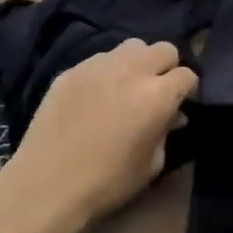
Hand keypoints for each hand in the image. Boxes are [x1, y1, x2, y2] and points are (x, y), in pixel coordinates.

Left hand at [0, 39, 197, 232]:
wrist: (45, 186)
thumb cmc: (107, 182)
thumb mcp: (151, 164)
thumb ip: (166, 132)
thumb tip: (172, 116)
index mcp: (158, 95)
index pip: (187, 75)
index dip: (188, 90)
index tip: (181, 104)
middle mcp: (132, 71)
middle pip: (164, 49)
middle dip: (167, 67)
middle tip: (157, 91)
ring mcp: (98, 66)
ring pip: (132, 46)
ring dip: (138, 63)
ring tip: (128, 86)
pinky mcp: (71, 71)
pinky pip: (100, 59)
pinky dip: (107, 71)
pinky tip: (97, 95)